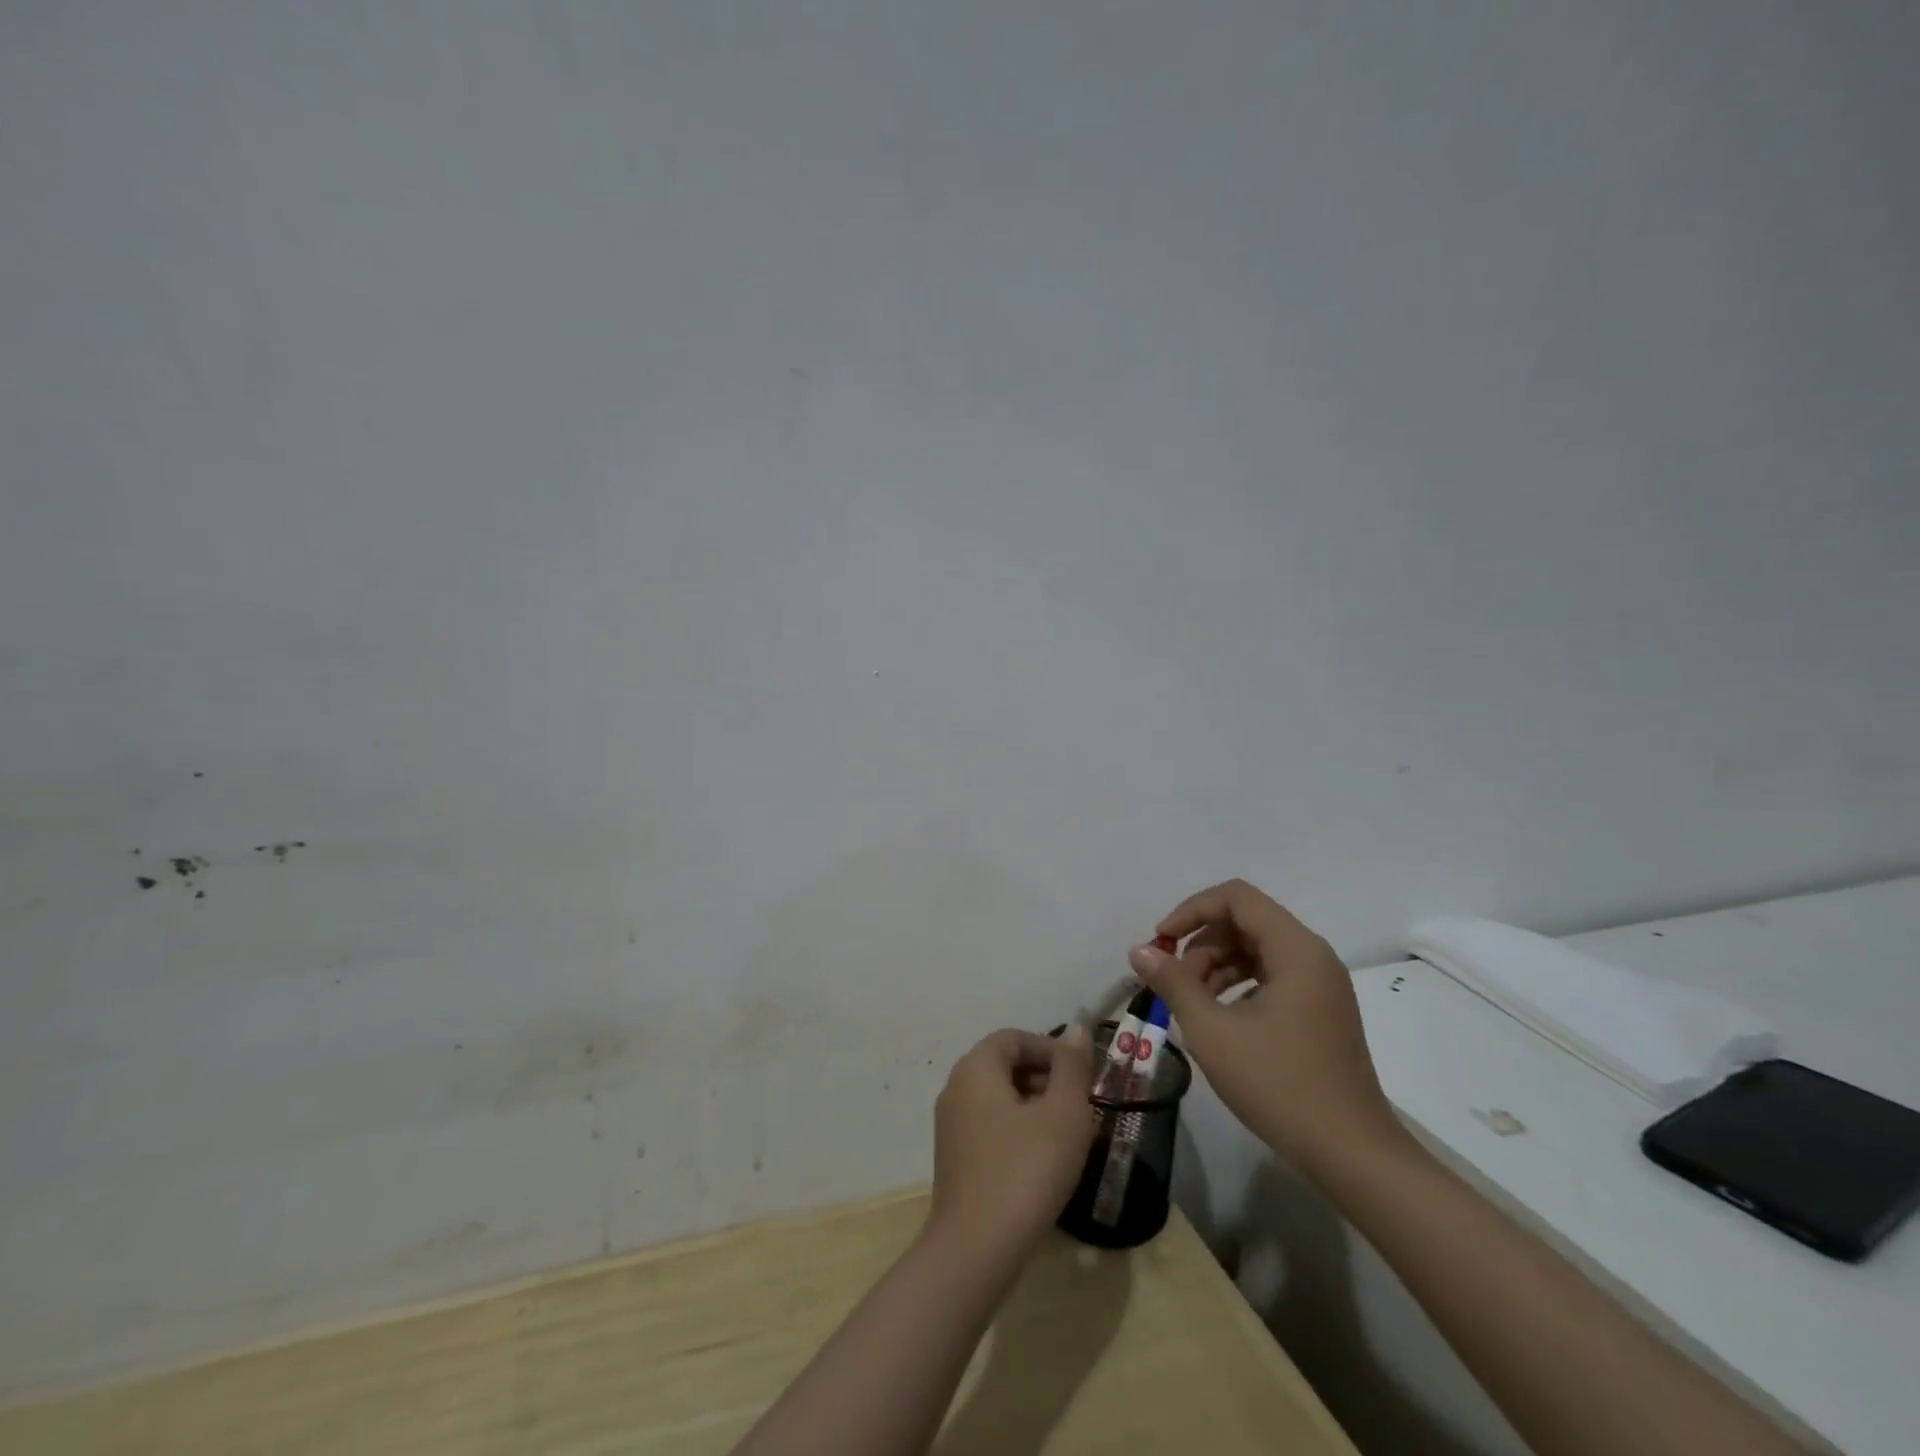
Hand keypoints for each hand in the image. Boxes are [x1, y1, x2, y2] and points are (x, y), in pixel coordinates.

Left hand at [929, 1026, 1095, 1255]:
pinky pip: (990, 1128)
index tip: (1082, 1076)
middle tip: (1081, 1107)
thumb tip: (1078, 1029)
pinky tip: (1043, 1164)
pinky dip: (1018, 1133)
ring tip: (1068, 1137)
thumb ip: (1072, 1067)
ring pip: (999, 1099)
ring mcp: (951, 1126)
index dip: (1051, 1049)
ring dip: (1035, 1108)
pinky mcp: (954, 1160)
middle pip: (1005, 1066)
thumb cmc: (1026, 1169)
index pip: (1015, 1037)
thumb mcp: (1064, 1113)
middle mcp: (956, 1087)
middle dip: (1046, 1079)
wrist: (976, 1249)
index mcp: (976, 1067)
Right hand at [1128, 879, 1403, 1176]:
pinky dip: (1238, 983)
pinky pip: (1271, 974)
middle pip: (1245, 921)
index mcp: (1295, 949)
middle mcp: (1312, 955)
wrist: (1352, 1155)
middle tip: (1172, 982)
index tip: (1161, 942)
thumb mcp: (1213, 1032)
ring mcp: (1320, 983)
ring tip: (1190, 1003)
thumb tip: (1139, 951)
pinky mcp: (1320, 1009)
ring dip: (1216, 964)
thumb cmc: (1280, 1086)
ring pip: (1256, 948)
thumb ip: (1173, 983)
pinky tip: (1219, 1017)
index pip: (1236, 897)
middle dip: (1201, 943)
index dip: (1191, 910)